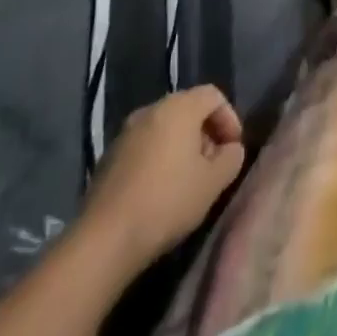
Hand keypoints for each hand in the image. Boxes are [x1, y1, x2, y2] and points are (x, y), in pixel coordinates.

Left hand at [78, 87, 245, 275]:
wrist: (103, 240)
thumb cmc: (167, 202)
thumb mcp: (213, 183)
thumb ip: (231, 158)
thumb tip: (230, 149)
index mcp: (179, 106)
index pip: (214, 96)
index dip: (230, 119)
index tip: (233, 149)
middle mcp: (151, 109)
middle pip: (188, 109)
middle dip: (205, 133)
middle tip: (212, 165)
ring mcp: (125, 132)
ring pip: (164, 128)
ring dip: (181, 147)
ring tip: (187, 180)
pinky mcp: (108, 158)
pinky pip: (143, 146)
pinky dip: (158, 158)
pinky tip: (158, 191)